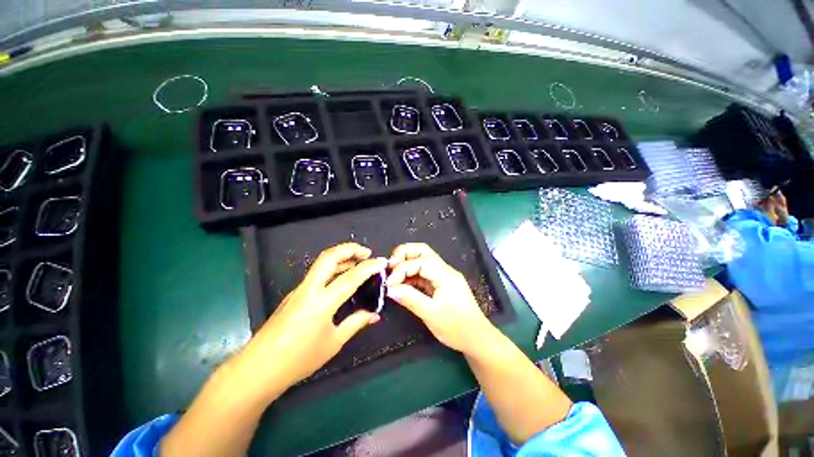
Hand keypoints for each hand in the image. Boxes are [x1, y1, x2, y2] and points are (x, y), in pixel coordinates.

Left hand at [240, 243, 386, 393]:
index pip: (351, 277)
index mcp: (322, 302)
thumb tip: (374, 314)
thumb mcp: (333, 343)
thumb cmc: (299, 359)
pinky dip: (333, 268)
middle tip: (367, 252)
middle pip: (330, 256)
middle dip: (350, 249)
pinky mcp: (295, 294)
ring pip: (322, 262)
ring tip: (358, 261)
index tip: (382, 262)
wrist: (258, 369)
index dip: (369, 267)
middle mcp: (310, 289)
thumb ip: (356, 323)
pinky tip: (342, 278)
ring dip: (341, 257)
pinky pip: (317, 273)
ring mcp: (299, 289)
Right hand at [386, 243, 494, 353]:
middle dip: (404, 254)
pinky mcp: (441, 283)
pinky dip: (411, 275)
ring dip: (407, 263)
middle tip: (389, 266)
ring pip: (423, 259)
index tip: (389, 283)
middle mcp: (445, 270)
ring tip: (393, 274)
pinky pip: (424, 273)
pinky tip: (402, 283)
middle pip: (423, 251)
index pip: (420, 262)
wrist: (477, 338)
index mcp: (445, 275)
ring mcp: (443, 275)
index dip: (402, 269)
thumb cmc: (457, 328)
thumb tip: (390, 289)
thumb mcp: (431, 314)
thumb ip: (410, 299)